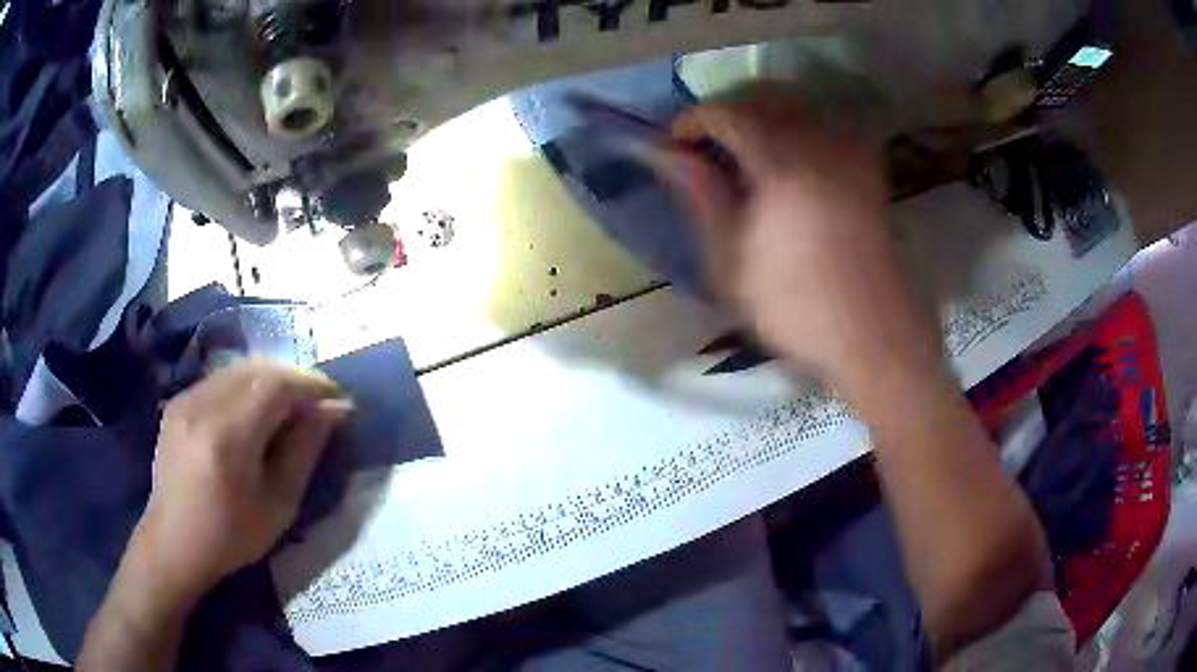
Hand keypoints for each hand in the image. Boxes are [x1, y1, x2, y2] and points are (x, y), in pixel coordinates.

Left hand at [132, 360, 352, 601]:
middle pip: (258, 368)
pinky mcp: (177, 402)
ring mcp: (185, 399)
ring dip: (269, 381)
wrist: (174, 542)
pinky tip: (252, 413)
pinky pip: (219, 379)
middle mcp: (203, 405)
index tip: (337, 399)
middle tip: (315, 404)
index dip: (311, 384)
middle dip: (293, 379)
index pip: (277, 384)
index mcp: (229, 436)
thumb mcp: (279, 503)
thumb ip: (305, 449)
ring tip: (287, 408)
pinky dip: (245, 386)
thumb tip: (335, 409)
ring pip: (238, 369)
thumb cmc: (232, 536)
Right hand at [658, 84, 940, 389]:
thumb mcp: (729, 259)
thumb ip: (701, 194)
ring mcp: (849, 154)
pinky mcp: (867, 170)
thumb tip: (668, 153)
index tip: (675, 145)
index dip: (694, 120)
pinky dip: (798, 127)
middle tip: (706, 144)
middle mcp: (819, 144)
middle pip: (765, 95)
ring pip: (798, 105)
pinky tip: (788, 159)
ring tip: (744, 149)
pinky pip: (827, 124)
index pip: (727, 112)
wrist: (871, 334)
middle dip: (728, 109)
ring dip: (762, 114)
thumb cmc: (794, 306)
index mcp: (781, 164)